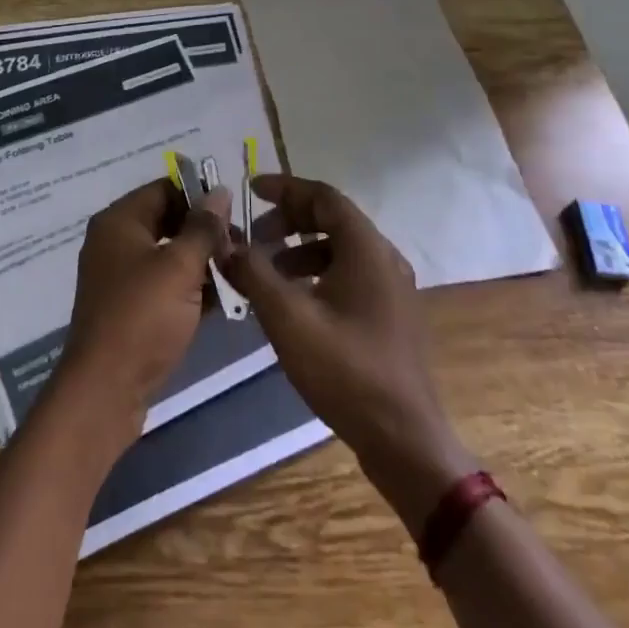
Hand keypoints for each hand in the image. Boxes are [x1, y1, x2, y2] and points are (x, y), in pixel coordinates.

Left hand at [56, 178, 230, 434]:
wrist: (105, 389)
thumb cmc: (142, 317)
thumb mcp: (179, 267)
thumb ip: (202, 228)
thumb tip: (219, 191)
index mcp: (119, 221)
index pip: (164, 189)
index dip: (199, 196)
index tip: (234, 214)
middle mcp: (115, 242)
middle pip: (167, 221)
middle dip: (205, 232)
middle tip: (241, 248)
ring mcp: (121, 277)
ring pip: (169, 255)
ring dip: (202, 262)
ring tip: (239, 273)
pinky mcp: (130, 308)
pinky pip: (165, 285)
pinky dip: (190, 288)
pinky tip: (224, 301)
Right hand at [221, 174, 476, 531]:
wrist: (404, 440)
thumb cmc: (346, 370)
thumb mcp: (288, 318)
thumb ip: (253, 273)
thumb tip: (223, 243)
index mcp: (366, 248)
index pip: (323, 196)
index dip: (284, 188)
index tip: (249, 190)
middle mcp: (384, 258)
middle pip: (332, 219)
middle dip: (288, 220)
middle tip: (253, 235)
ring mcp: (392, 288)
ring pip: (340, 249)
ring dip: (299, 249)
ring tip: (266, 271)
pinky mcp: (390, 315)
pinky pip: (349, 274)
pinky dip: (316, 273)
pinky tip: (293, 302)